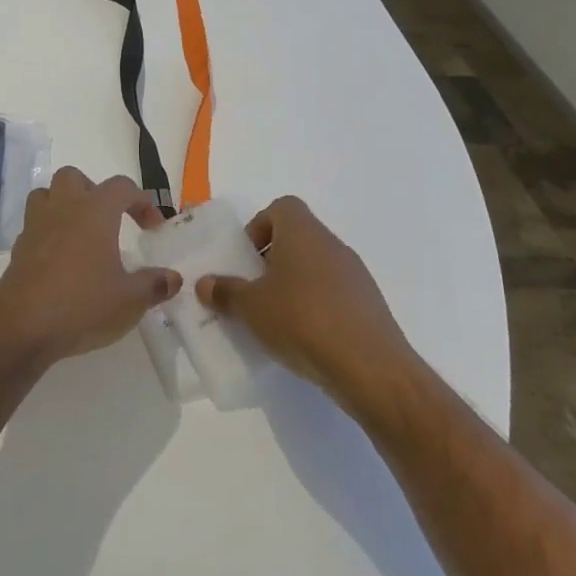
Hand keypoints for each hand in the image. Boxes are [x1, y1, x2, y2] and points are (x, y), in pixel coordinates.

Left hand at [0, 167, 177, 374]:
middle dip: (94, 191)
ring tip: (81, 233)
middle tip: (109, 220)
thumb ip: (154, 285)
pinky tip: (61, 259)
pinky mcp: (19, 248)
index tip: (152, 227)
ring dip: (64, 204)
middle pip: (74, 178)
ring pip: (47, 194)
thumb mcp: (130, 300)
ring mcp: (36, 226)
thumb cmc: (82, 304)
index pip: (122, 187)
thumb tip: (172, 278)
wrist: (22, 327)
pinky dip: (49, 232)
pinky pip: (35, 224)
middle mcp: (63, 208)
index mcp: (94, 211)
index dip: (142, 201)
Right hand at [197, 196, 410, 402]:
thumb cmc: (302, 321)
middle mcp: (331, 244)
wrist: (371, 367)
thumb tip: (205, 283)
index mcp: (303, 232)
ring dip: (294, 285)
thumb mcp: (251, 307)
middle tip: (252, 290)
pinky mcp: (369, 305)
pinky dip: (316, 307)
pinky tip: (304, 338)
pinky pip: (334, 294)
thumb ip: (225, 292)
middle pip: (298, 237)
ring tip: (275, 319)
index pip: (282, 207)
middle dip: (272, 260)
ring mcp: (355, 274)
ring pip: (316, 267)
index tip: (246, 258)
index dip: (259, 226)